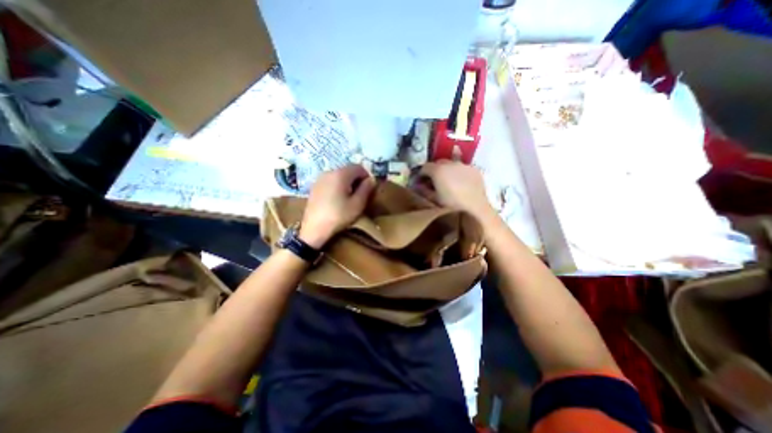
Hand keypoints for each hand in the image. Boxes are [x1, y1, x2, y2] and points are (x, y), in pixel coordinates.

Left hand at [300, 164, 375, 248]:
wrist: (314, 229)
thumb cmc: (339, 216)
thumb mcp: (357, 204)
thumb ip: (366, 189)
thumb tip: (371, 179)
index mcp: (340, 174)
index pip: (358, 167)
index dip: (366, 176)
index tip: (369, 189)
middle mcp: (329, 172)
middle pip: (348, 170)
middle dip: (357, 179)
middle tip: (360, 194)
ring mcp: (320, 179)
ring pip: (339, 175)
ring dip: (347, 183)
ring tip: (349, 198)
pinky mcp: (314, 186)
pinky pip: (330, 181)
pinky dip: (338, 185)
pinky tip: (337, 199)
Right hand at [417, 161, 494, 223]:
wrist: (475, 210)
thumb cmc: (451, 206)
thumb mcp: (433, 200)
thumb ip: (423, 191)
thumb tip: (418, 186)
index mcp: (438, 170)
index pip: (425, 167)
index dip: (421, 174)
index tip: (420, 182)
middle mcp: (451, 163)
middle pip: (438, 163)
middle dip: (434, 170)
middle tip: (434, 182)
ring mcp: (464, 165)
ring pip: (451, 164)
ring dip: (447, 170)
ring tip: (447, 181)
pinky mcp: (474, 170)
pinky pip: (462, 168)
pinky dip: (458, 173)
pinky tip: (460, 183)